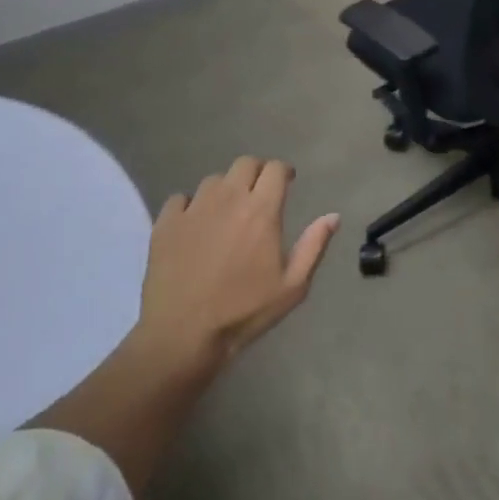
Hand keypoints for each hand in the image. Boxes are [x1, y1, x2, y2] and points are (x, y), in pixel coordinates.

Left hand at [131, 156, 339, 385]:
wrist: (182, 336)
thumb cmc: (243, 312)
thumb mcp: (292, 286)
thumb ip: (314, 245)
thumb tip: (333, 215)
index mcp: (262, 210)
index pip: (275, 168)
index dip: (283, 172)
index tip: (287, 183)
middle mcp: (228, 198)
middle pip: (244, 164)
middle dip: (256, 173)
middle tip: (259, 195)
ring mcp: (193, 208)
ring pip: (213, 180)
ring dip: (225, 189)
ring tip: (226, 212)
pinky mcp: (165, 223)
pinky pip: (180, 199)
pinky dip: (190, 206)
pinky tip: (194, 226)